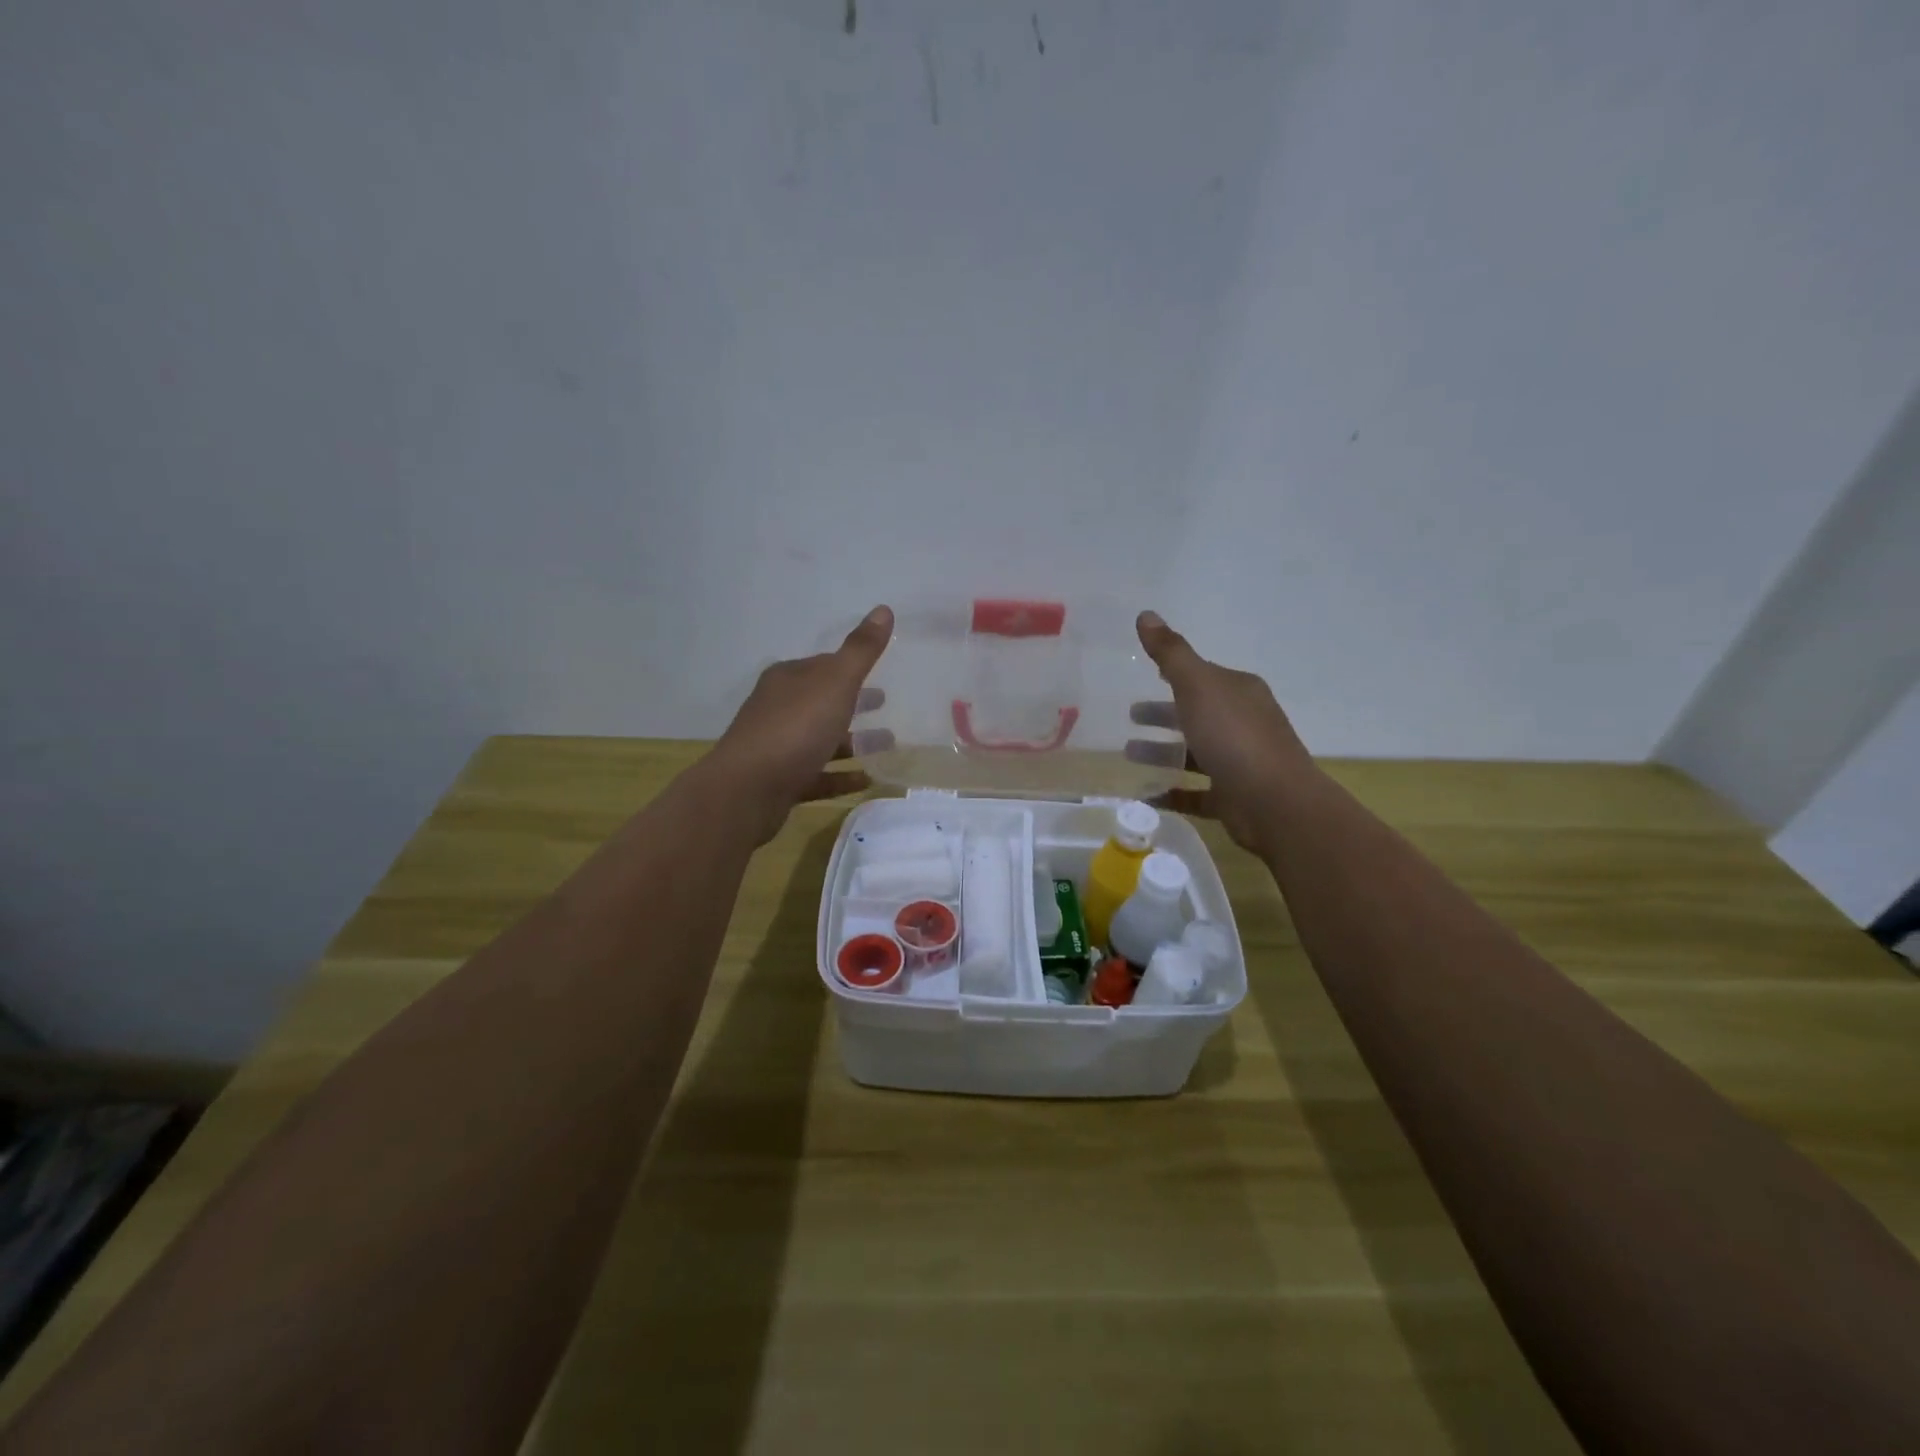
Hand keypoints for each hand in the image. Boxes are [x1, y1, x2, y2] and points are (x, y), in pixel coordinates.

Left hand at [709, 606, 894, 843]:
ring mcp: (777, 747)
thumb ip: (861, 650)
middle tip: (884, 704)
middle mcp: (778, 708)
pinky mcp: (779, 782)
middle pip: (822, 702)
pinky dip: (841, 775)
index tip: (877, 673)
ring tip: (887, 745)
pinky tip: (866, 779)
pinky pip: (818, 775)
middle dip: (853, 703)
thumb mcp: (835, 683)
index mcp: (788, 679)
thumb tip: (884, 608)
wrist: (747, 789)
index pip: (823, 666)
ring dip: (853, 741)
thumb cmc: (795, 727)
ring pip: (821, 739)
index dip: (850, 668)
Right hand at [1132, 610, 1317, 853]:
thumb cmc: (1234, 735)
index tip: (1144, 677)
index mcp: (1239, 692)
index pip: (1203, 677)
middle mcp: (1242, 723)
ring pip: (1194, 753)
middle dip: (1163, 715)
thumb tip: (1146, 614)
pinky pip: (1194, 793)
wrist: (1275, 801)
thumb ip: (1170, 653)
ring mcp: (1239, 761)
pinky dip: (1170, 792)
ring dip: (1162, 752)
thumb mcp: (1197, 686)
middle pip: (1196, 714)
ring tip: (1127, 755)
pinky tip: (1143, 794)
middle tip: (1129, 716)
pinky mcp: (1232, 797)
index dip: (1174, 675)